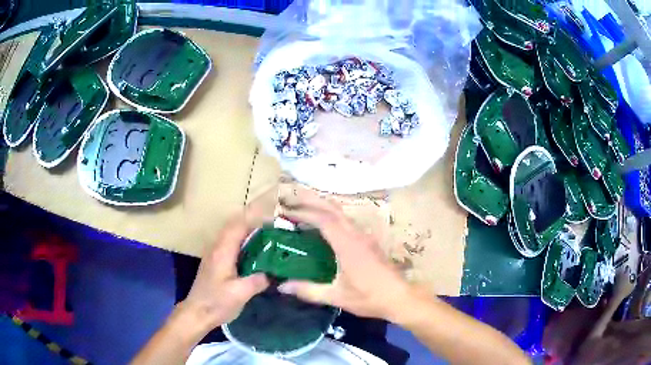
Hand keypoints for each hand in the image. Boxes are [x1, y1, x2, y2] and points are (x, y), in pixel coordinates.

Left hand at [181, 202, 273, 330]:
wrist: (197, 313)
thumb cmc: (217, 302)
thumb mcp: (241, 293)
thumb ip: (259, 280)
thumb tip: (276, 273)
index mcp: (223, 251)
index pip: (238, 225)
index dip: (254, 217)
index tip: (272, 215)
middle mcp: (217, 248)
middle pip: (234, 225)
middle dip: (252, 220)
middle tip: (273, 223)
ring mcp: (214, 254)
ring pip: (231, 233)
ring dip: (247, 229)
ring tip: (267, 233)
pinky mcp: (215, 262)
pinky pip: (230, 243)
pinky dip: (243, 240)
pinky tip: (254, 250)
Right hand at [277, 187, 412, 320]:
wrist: (399, 297)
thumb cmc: (369, 297)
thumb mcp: (336, 296)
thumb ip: (309, 291)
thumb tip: (282, 287)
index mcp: (348, 245)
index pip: (324, 220)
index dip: (305, 213)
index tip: (287, 211)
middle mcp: (357, 235)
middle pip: (334, 209)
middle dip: (313, 201)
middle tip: (293, 198)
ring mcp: (365, 237)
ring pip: (342, 214)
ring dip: (323, 207)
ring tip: (305, 208)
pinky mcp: (369, 242)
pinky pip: (347, 222)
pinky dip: (332, 217)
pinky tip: (325, 227)